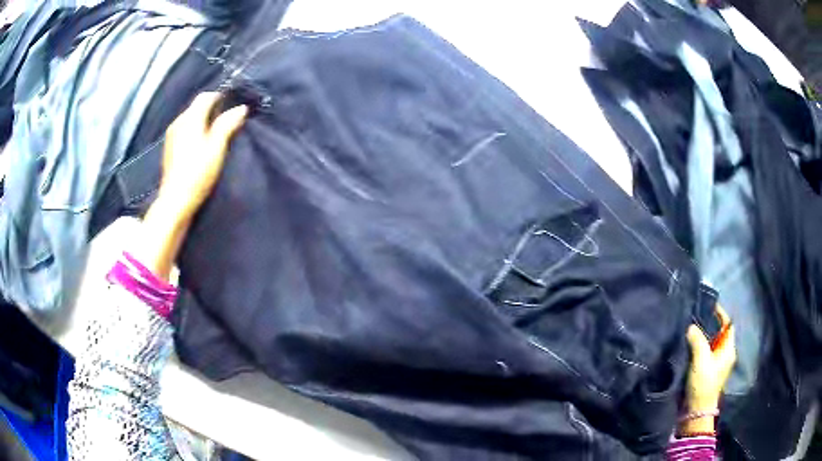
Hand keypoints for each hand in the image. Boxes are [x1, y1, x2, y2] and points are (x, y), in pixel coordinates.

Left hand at [139, 92, 247, 280]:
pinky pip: (184, 130)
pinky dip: (194, 130)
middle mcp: (178, 122)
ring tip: (215, 133)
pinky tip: (200, 144)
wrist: (175, 201)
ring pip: (189, 118)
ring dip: (202, 120)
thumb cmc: (197, 173)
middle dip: (211, 108)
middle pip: (196, 106)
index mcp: (190, 119)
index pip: (206, 97)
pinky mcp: (169, 148)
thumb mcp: (216, 148)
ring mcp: (171, 136)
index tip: (233, 105)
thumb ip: (227, 125)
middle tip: (227, 120)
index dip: (220, 97)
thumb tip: (240, 108)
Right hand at [679, 305, 735, 435]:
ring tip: (689, 328)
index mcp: (728, 349)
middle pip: (718, 333)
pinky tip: (687, 345)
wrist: (695, 411)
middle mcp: (724, 355)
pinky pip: (703, 354)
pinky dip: (697, 348)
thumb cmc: (703, 383)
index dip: (720, 313)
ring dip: (701, 337)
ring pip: (709, 344)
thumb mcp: (701, 359)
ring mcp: (715, 365)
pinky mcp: (705, 372)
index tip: (707, 304)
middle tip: (694, 315)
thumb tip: (690, 326)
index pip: (727, 324)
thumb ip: (697, 340)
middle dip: (708, 324)